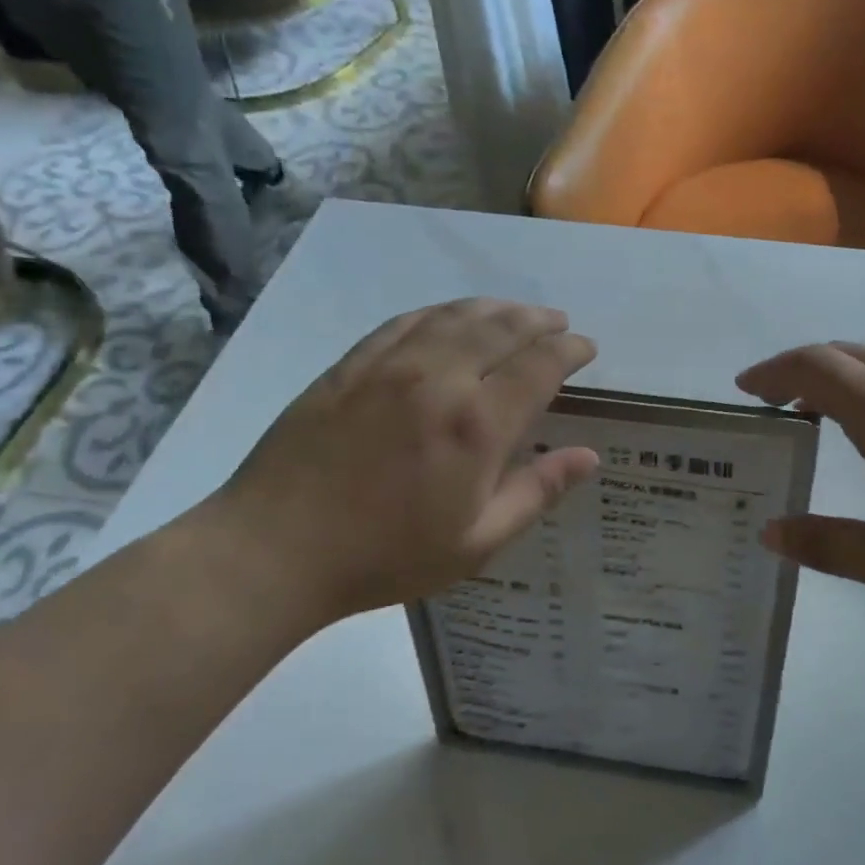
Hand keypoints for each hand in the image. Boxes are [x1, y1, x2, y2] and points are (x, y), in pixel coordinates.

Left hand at [195, 299, 598, 632]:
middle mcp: (439, 379)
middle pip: (501, 328)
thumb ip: (537, 492)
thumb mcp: (477, 542)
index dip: (570, 351)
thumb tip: (589, 457)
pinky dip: (441, 312)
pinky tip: (450, 317)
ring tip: (516, 312)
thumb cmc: (387, 555)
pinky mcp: (351, 365)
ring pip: (455, 316)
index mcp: (477, 425)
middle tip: (559, 322)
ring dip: (495, 308)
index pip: (539, 366)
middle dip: (539, 320)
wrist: (275, 550)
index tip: (587, 348)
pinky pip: (406, 321)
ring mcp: (390, 365)